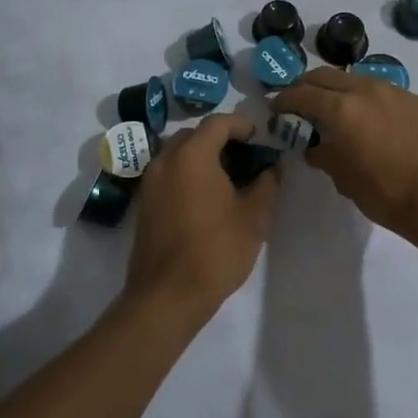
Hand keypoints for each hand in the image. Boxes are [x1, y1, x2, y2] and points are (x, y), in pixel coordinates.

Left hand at [124, 113, 281, 324]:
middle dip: (221, 139)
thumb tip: (272, 167)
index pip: (218, 123)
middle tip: (246, 157)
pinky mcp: (145, 202)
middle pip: (195, 134)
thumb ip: (267, 184)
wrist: (167, 295)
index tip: (260, 139)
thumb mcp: (254, 217)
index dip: (242, 125)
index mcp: (192, 155)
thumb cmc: (216, 250)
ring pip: (179, 153)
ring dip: (203, 156)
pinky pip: (169, 173)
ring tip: (229, 178)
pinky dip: (188, 173)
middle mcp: (166, 159)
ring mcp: (150, 181)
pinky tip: (207, 198)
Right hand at [272, 68, 417, 240]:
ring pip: (358, 79)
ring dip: (340, 88)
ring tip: (336, 106)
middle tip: (299, 99)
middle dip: (308, 85)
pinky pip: (385, 92)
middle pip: (327, 75)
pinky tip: (373, 119)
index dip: (285, 99)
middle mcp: (367, 89)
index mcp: (342, 108)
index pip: (303, 94)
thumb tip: (315, 148)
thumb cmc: (384, 192)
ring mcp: (396, 92)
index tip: (277, 107)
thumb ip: (323, 155)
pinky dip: (370, 99)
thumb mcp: (343, 178)